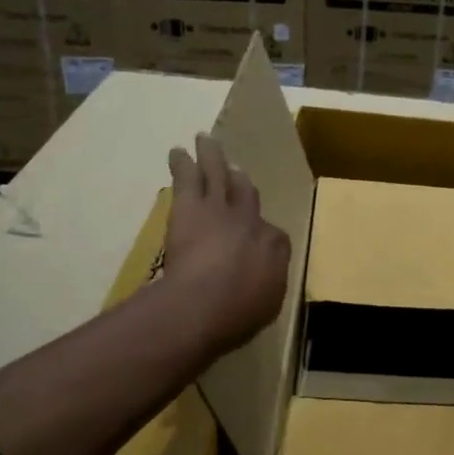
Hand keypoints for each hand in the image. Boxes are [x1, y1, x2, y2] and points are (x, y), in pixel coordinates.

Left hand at [163, 133, 291, 357]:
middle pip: (247, 195)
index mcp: (276, 246)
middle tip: (237, 172)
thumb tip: (264, 281)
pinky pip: (188, 178)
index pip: (273, 234)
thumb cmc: (239, 314)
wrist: (206, 303)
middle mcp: (252, 220)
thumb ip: (267, 285)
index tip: (256, 238)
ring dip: (213, 157)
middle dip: (242, 183)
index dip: (262, 233)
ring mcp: (222, 209)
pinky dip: (183, 163)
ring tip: (207, 140)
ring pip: (219, 175)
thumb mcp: (267, 304)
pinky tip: (177, 152)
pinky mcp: (191, 206)